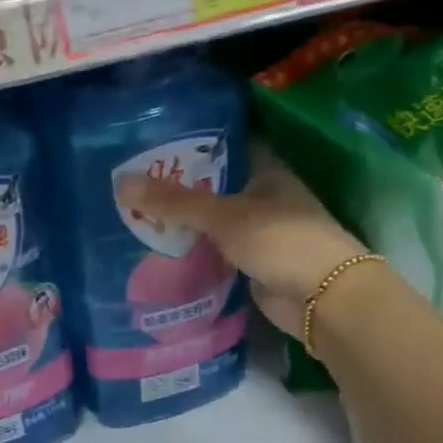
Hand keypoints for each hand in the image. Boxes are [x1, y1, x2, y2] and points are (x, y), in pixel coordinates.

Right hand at [117, 151, 376, 352]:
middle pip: (212, 187)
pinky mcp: (249, 264)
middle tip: (129, 183)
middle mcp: (262, 198)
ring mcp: (256, 233)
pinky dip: (190, 252)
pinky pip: (212, 253)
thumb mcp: (223, 216)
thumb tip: (120, 182)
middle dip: (176, 188)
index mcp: (265, 172)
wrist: (322, 299)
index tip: (150, 143)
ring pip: (210, 223)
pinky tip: (155, 250)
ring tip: (131, 214)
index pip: (224, 147)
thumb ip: (174, 202)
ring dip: (181, 223)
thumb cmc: (281, 240)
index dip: (190, 144)